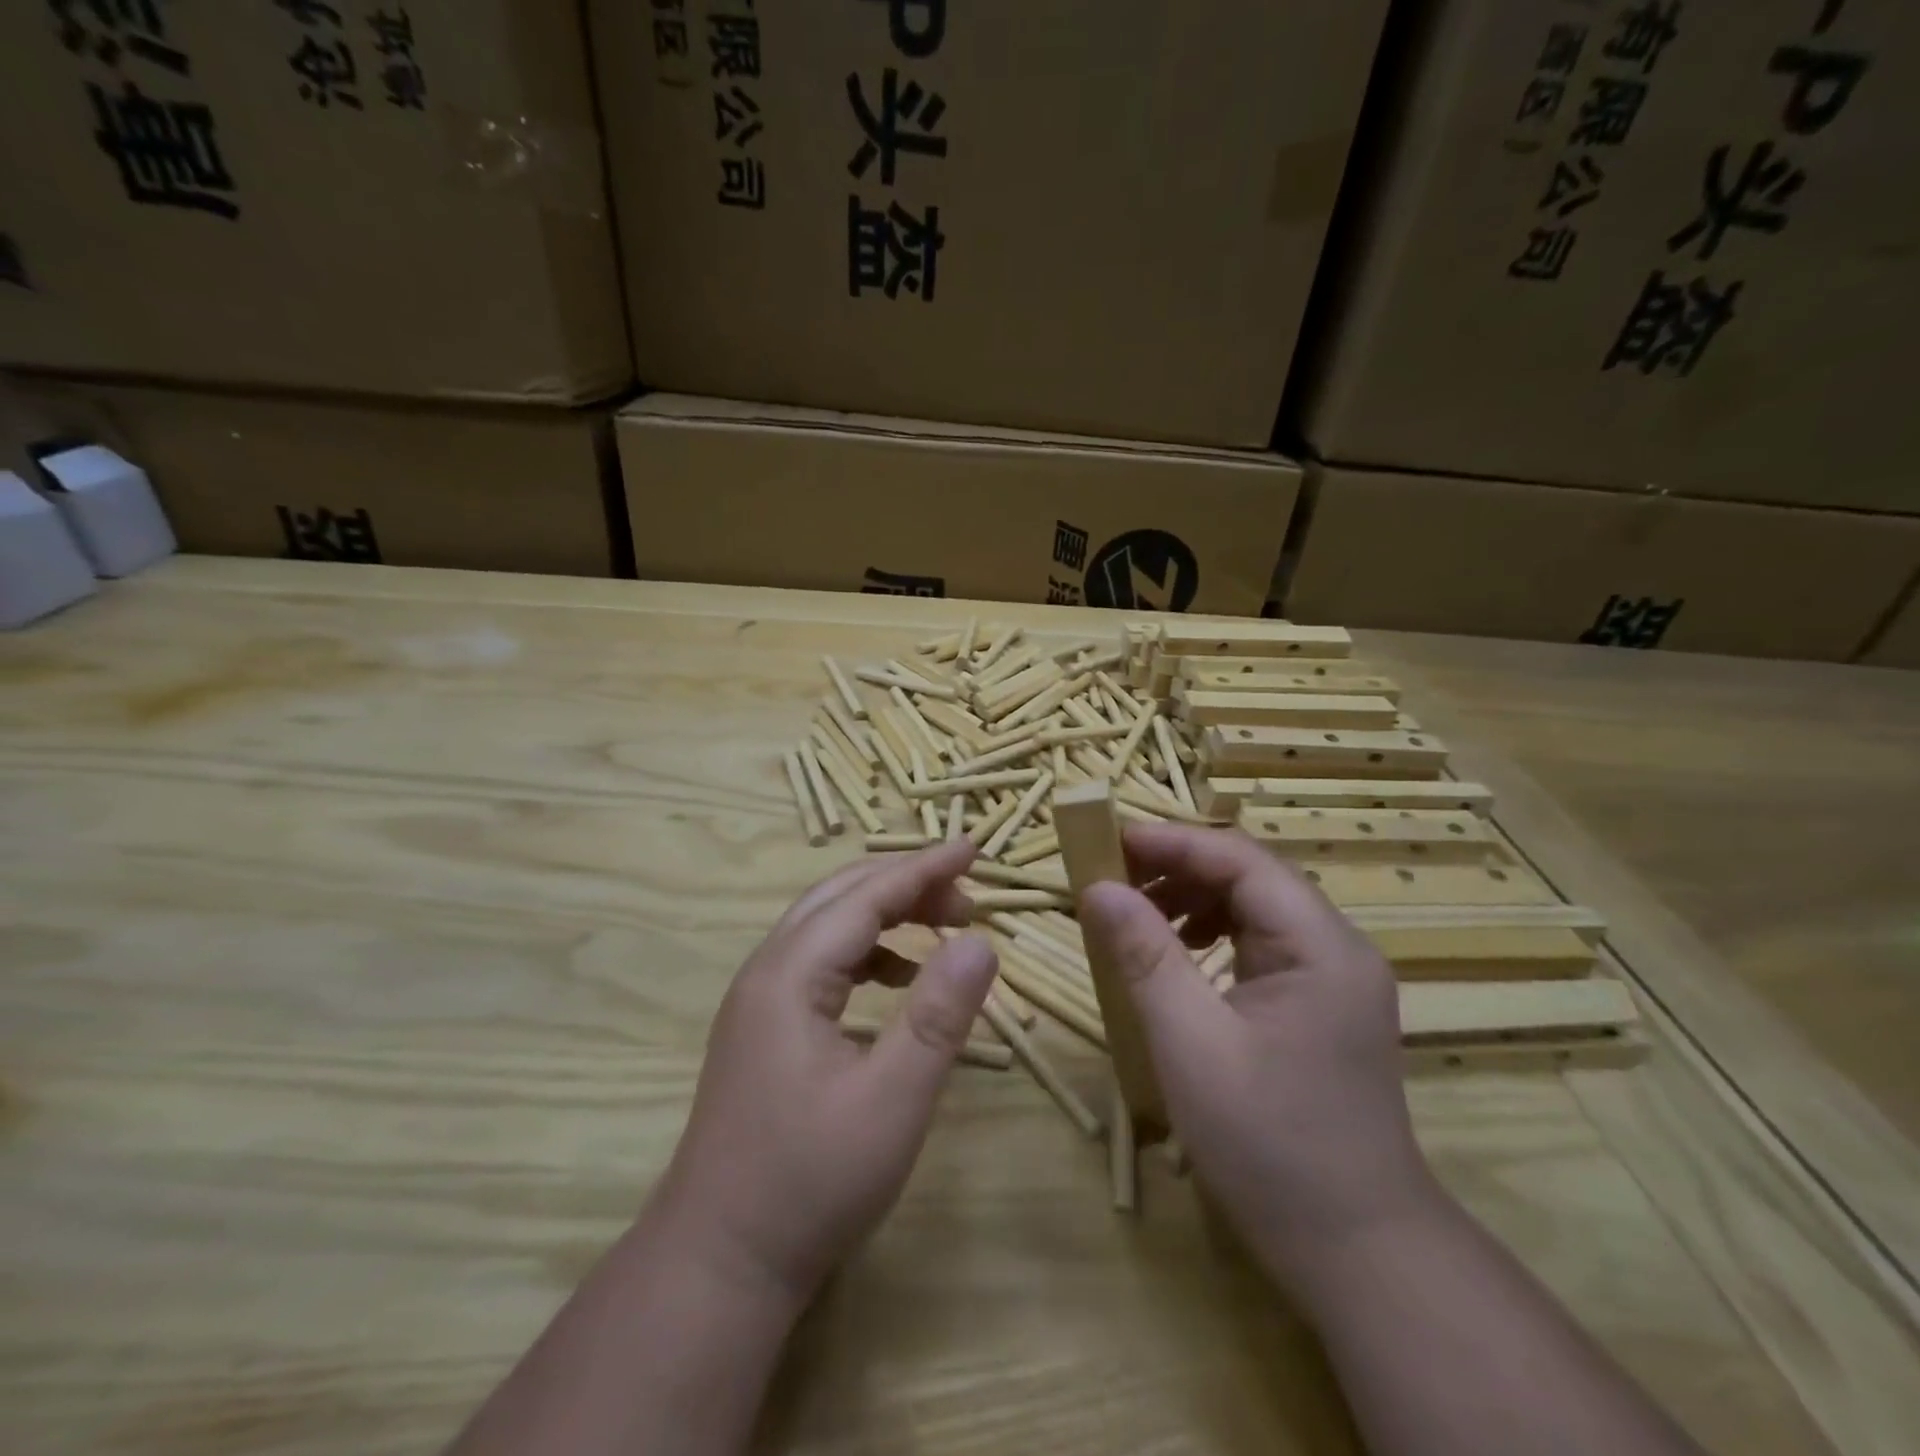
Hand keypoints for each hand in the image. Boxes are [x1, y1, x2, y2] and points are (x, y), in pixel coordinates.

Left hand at [650, 838, 999, 1309]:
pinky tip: (900, 976)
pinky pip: (821, 962)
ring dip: (886, 913)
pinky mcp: (764, 1027)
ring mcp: (759, 999)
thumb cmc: (810, 1182)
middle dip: (907, 883)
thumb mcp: (892, 1100)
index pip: (866, 895)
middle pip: (841, 896)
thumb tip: (981, 942)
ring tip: (943, 927)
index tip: (974, 846)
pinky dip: (867, 952)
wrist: (719, 1262)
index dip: (924, 867)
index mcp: (791, 974)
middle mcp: (767, 971)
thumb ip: (939, 1015)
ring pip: (828, 925)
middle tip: (968, 892)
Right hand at [1077, 824, 1438, 1287]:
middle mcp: (1335, 947)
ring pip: (1252, 907)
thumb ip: (1144, 955)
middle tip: (1111, 880)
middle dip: (1176, 869)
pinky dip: (1209, 935)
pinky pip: (1258, 944)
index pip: (1240, 859)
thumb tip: (1098, 888)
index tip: (1108, 842)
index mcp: (1320, 945)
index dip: (1171, 842)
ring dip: (1190, 900)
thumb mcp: (1190, 1043)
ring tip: (1136, 917)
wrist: (1356, 1253)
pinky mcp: (1318, 1005)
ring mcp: (1332, 977)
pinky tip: (1178, 956)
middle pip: (1249, 876)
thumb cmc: (1269, 1144)